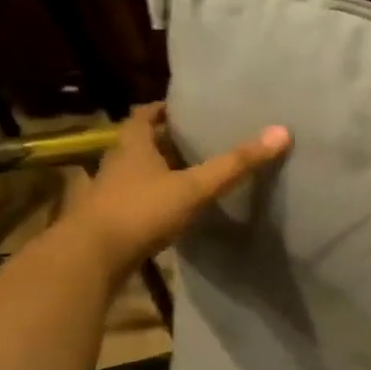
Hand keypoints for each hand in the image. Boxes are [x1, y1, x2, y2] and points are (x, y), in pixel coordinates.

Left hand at [67, 104, 289, 275]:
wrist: (89, 260)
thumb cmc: (140, 211)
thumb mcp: (194, 187)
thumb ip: (235, 164)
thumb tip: (281, 132)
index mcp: (132, 147)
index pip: (142, 116)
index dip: (160, 110)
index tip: (182, 109)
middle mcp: (114, 165)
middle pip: (137, 145)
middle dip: (162, 142)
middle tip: (193, 141)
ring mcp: (105, 196)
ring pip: (132, 176)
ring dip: (154, 174)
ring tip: (185, 176)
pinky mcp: (105, 224)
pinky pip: (130, 204)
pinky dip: (148, 203)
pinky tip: (167, 214)